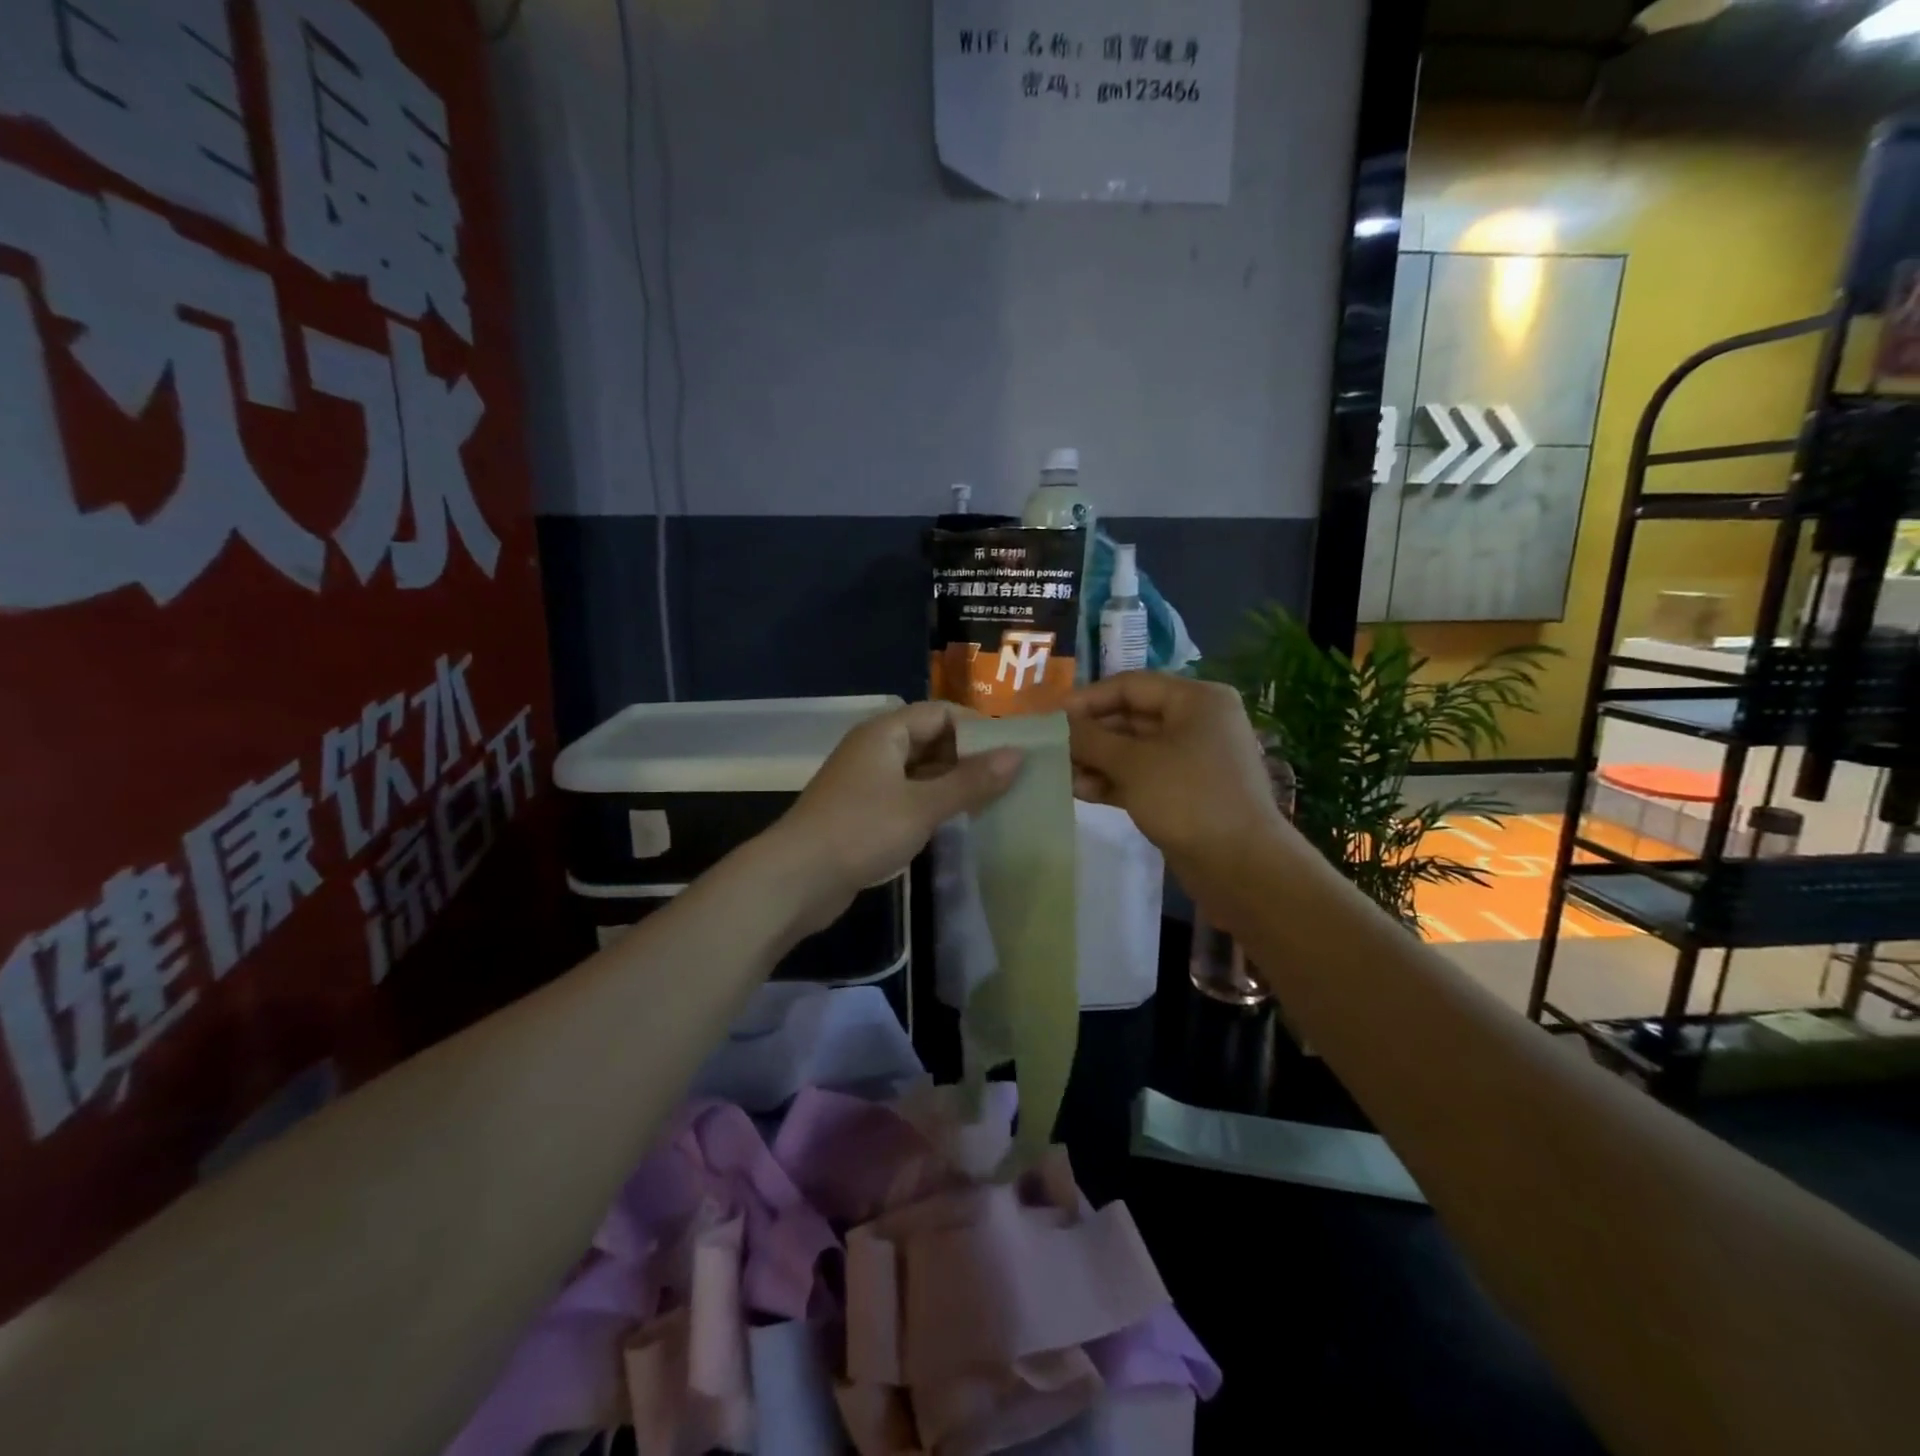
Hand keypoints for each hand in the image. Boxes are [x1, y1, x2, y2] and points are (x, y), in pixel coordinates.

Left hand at [766, 701, 1022, 929]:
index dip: (977, 728)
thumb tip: (1017, 755)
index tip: (1012, 751)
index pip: (940, 713)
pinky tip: (957, 822)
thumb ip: (970, 781)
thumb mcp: (923, 806)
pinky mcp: (863, 812)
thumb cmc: (861, 831)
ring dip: (952, 783)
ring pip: (920, 771)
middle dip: (968, 757)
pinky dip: (932, 804)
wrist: (797, 879)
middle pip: (930, 740)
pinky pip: (907, 796)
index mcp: (885, 733)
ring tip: (993, 801)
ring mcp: (867, 782)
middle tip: (1010, 780)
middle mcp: (875, 749)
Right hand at [1066, 672, 1287, 883]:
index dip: (1088, 699)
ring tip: (1062, 775)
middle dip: (1091, 734)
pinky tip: (1082, 791)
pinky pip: (1142, 776)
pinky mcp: (1185, 792)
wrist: (1241, 866)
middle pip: (1131, 717)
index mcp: (1196, 700)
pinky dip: (1113, 781)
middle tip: (1052, 749)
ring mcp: (1192, 759)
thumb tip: (1060, 724)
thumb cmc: (1188, 798)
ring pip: (1133, 750)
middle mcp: (1196, 722)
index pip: (1131, 686)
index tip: (1052, 717)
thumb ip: (1091, 739)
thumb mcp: (1133, 763)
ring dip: (1097, 760)